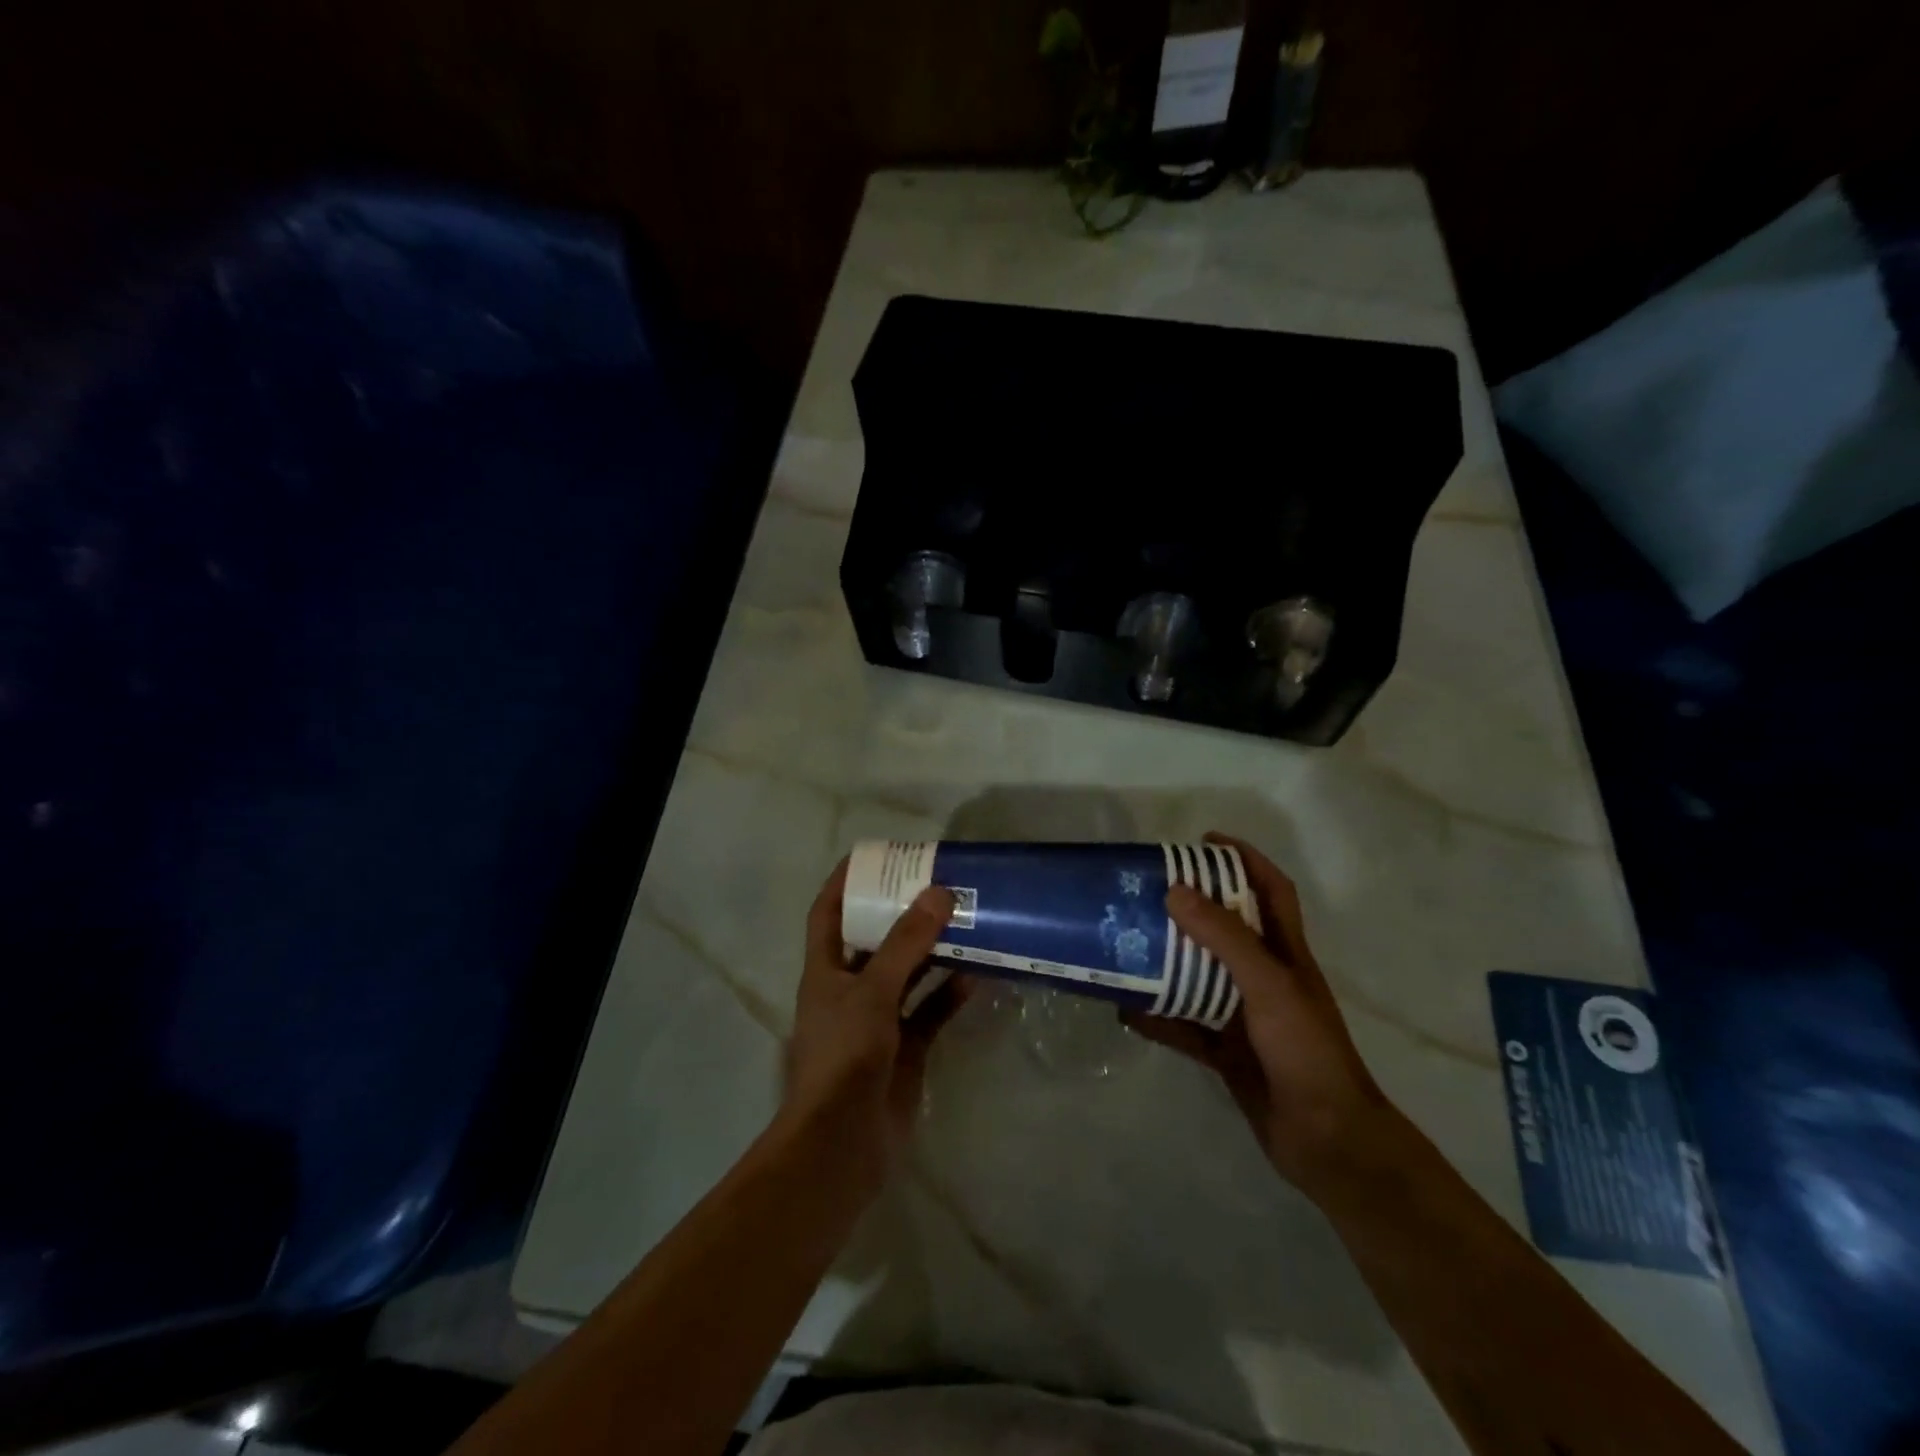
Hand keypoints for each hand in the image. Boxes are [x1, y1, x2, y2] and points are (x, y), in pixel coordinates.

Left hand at [780, 859, 966, 1191]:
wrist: (844, 1144)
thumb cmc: (844, 1055)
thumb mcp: (873, 990)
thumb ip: (906, 943)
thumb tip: (938, 893)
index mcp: (825, 969)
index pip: (828, 912)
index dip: (845, 881)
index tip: (876, 855)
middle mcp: (849, 988)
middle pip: (874, 938)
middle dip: (901, 912)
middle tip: (936, 883)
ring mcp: (878, 1020)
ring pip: (907, 973)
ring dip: (932, 950)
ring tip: (965, 919)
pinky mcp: (905, 1048)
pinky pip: (930, 1009)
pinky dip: (950, 992)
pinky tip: (978, 973)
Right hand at [1125, 832, 1392, 1197]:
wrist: (1327, 1141)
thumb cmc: (1306, 1050)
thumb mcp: (1268, 985)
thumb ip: (1224, 938)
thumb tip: (1176, 891)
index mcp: (1285, 952)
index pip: (1270, 889)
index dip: (1243, 859)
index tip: (1203, 842)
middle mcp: (1265, 977)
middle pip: (1225, 929)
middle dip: (1190, 906)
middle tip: (1146, 892)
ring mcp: (1244, 1016)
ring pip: (1198, 976)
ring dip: (1166, 962)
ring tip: (1126, 943)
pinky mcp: (1227, 1051)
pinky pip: (1184, 1026)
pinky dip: (1157, 1018)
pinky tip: (1125, 1011)